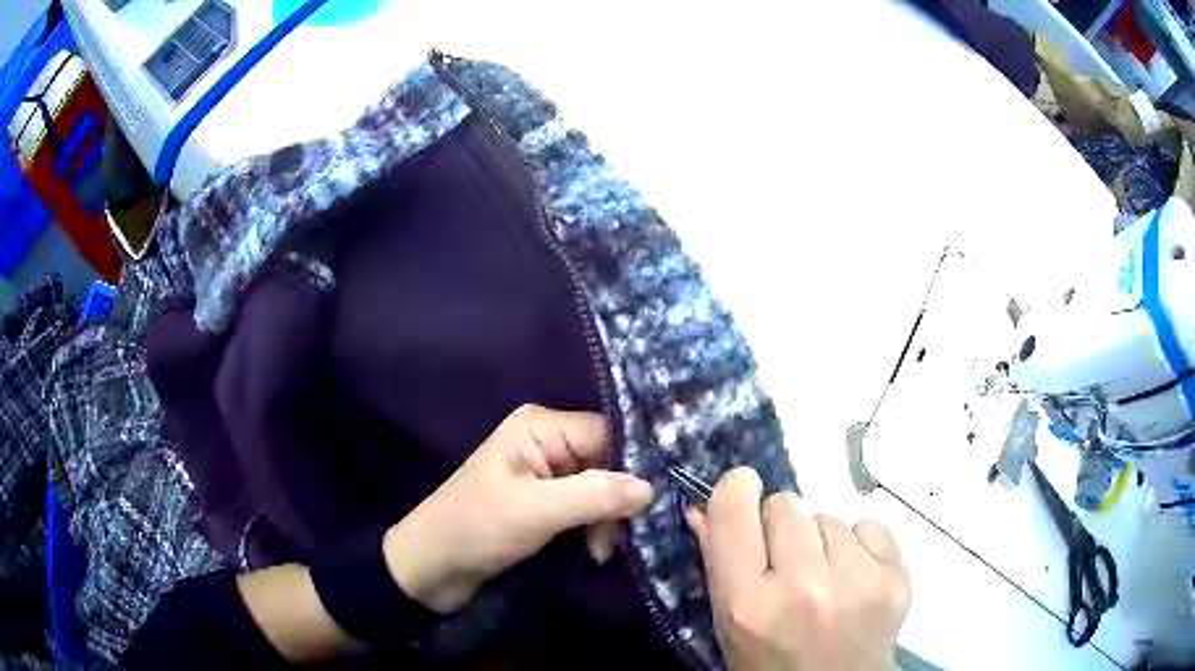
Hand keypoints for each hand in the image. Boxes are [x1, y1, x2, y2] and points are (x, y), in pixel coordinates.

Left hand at [382, 404, 653, 613]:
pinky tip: (593, 549)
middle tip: (618, 538)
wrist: (434, 565)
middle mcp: (546, 441)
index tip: (652, 503)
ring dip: (605, 519)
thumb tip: (651, 487)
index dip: (632, 465)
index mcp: (540, 427)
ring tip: (600, 551)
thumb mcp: (536, 511)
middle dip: (616, 500)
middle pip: (606, 460)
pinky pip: (584, 504)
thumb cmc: (477, 528)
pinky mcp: (543, 499)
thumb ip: (595, 496)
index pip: (606, 434)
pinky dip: (593, 526)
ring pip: (599, 486)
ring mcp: (545, 471)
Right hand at [687, 468, 909, 670]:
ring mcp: (856, 582)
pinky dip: (859, 546)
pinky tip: (855, 579)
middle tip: (786, 562)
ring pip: (829, 518)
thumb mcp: (730, 626)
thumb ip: (718, 564)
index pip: (734, 509)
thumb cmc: (771, 665)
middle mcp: (803, 587)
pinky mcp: (896, 578)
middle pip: (786, 503)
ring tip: (824, 581)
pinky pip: (869, 527)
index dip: (737, 491)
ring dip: (821, 542)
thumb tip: (703, 506)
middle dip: (780, 526)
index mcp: (748, 605)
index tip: (742, 496)